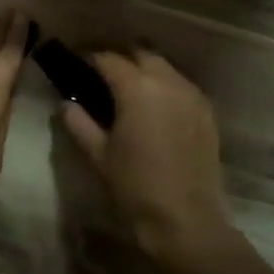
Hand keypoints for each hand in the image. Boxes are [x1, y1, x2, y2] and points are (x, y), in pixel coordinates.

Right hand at [60, 50, 232, 262]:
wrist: (186, 220)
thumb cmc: (135, 186)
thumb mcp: (98, 155)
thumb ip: (79, 123)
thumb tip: (66, 103)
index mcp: (137, 88)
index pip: (109, 58)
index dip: (90, 56)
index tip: (76, 60)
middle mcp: (168, 82)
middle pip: (141, 53)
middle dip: (120, 56)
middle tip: (101, 71)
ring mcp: (192, 95)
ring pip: (165, 66)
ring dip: (145, 68)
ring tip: (127, 86)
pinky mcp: (207, 112)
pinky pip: (182, 85)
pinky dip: (165, 84)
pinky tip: (154, 104)